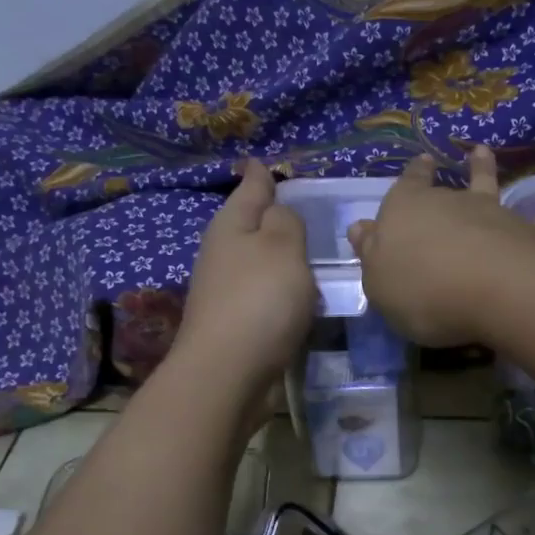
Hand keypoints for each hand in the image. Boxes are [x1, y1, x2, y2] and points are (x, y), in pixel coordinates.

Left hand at [175, 160, 316, 395]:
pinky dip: (282, 290)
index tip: (263, 160)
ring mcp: (227, 291)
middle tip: (303, 204)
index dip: (260, 174)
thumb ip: (286, 221)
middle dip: (271, 214)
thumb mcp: (281, 247)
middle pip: (251, 225)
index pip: (250, 187)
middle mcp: (224, 254)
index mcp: (231, 226)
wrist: (228, 374)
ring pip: (259, 262)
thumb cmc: (259, 300)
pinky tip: (301, 295)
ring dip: (279, 256)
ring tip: (310, 249)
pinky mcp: (238, 324)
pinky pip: (266, 295)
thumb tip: (278, 211)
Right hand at [347, 146, 534, 346]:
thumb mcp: (379, 282)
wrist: (483, 290)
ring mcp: (495, 215)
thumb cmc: (419, 289)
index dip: (409, 179)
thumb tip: (362, 228)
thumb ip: (373, 255)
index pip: (404, 190)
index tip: (416, 165)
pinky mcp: (534, 233)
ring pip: (491, 186)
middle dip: (443, 174)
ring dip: (488, 169)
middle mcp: (451, 204)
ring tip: (485, 150)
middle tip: (452, 158)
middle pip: (444, 189)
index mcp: (406, 213)